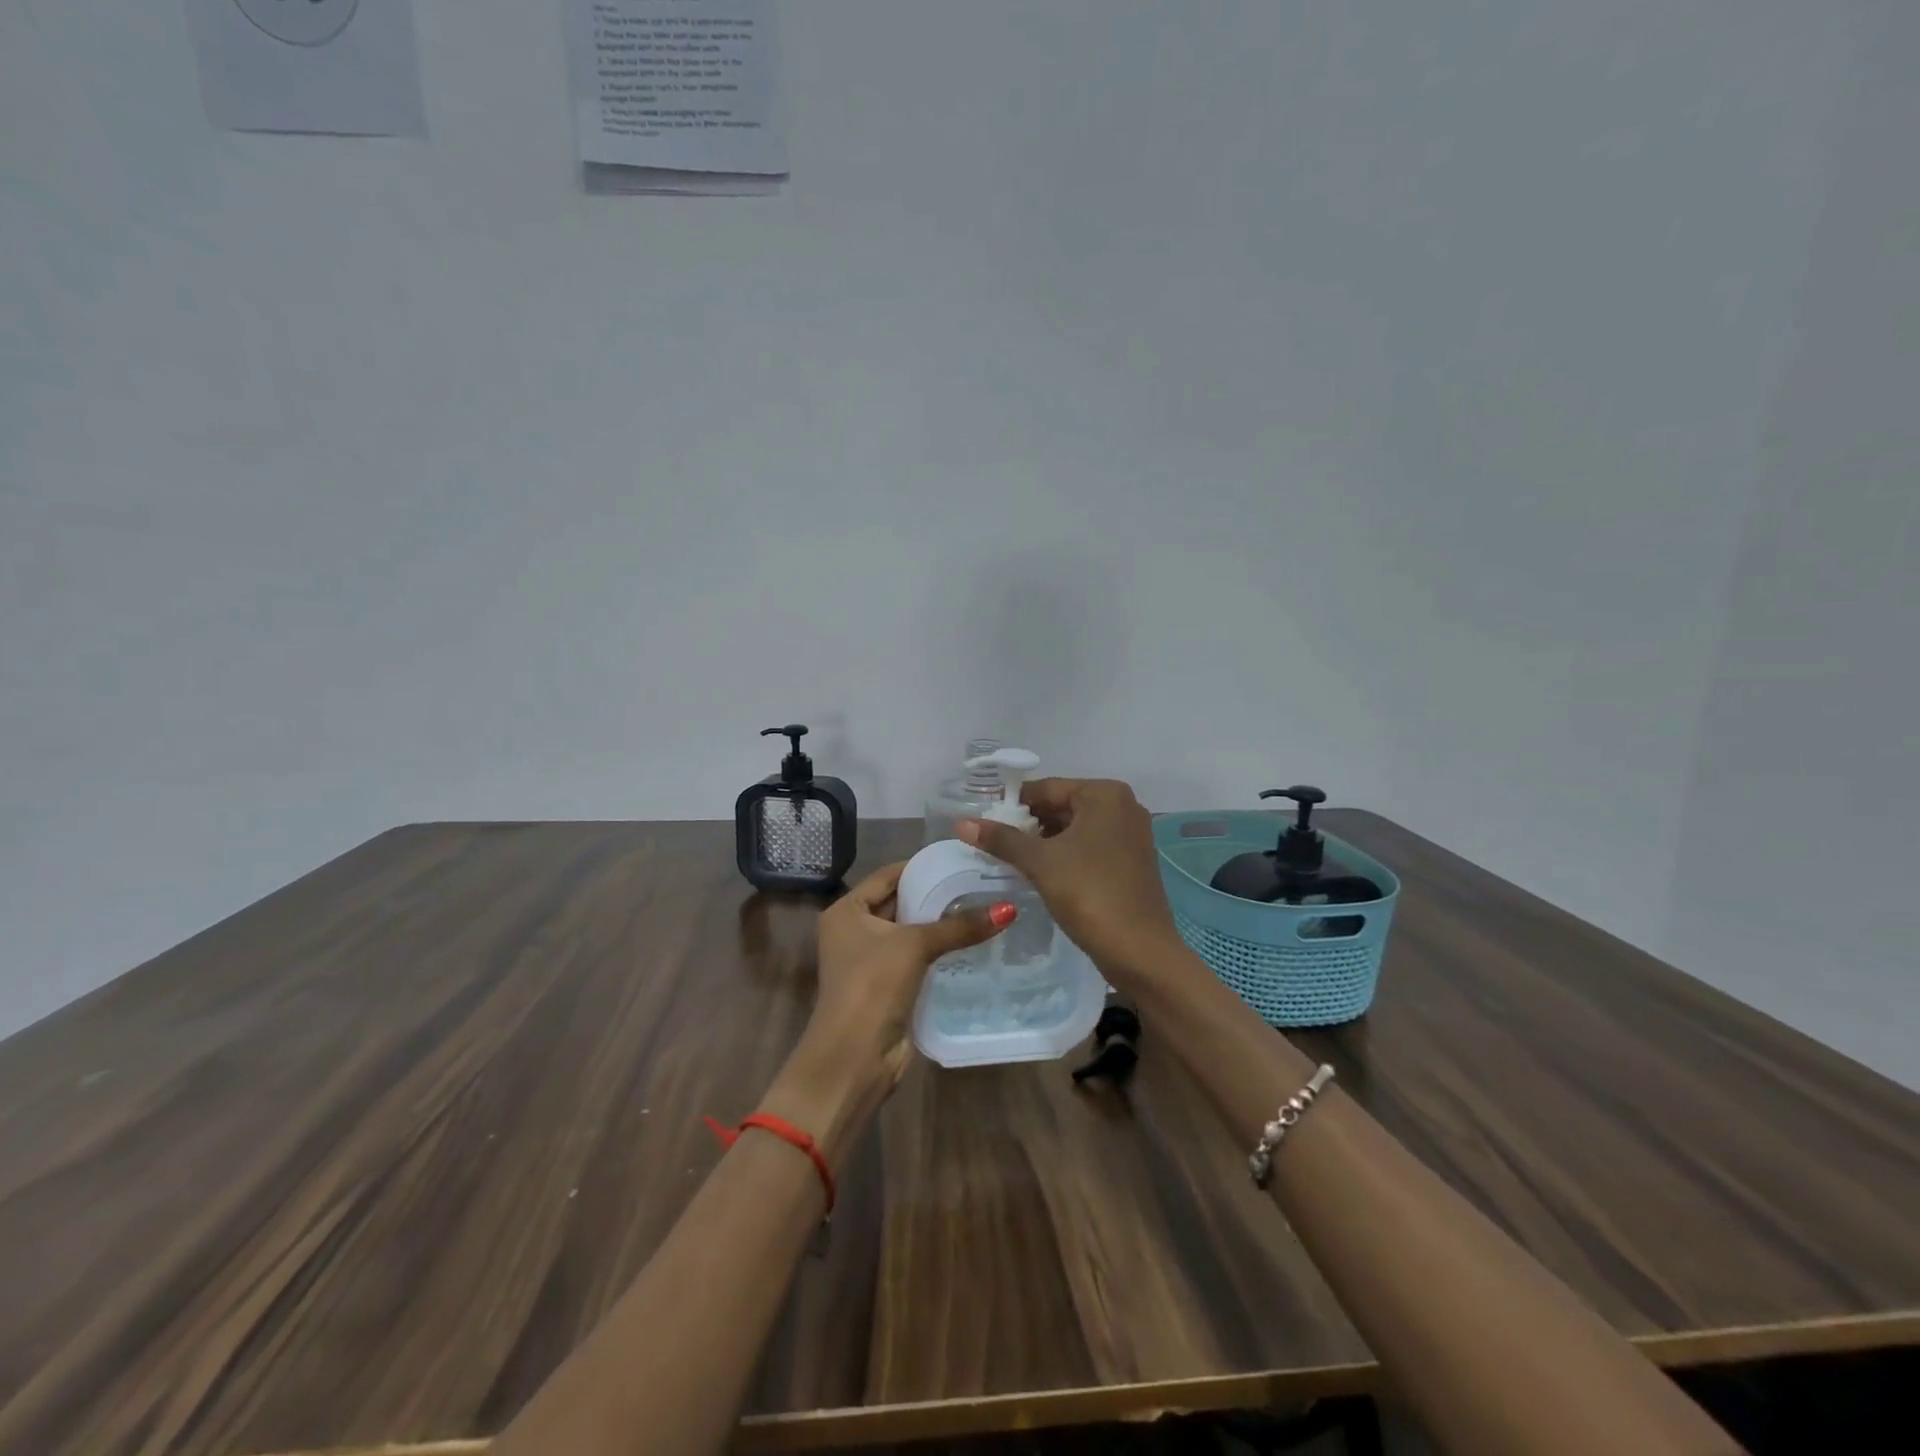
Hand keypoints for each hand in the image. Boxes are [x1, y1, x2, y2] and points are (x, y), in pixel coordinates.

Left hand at [765, 863, 1011, 1163]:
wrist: (854, 1056)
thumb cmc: (873, 985)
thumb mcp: (915, 946)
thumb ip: (959, 926)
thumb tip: (1009, 909)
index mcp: (846, 910)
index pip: (888, 875)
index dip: (922, 867)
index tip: (960, 860)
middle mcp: (853, 930)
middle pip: (899, 902)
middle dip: (935, 895)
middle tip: (979, 882)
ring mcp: (869, 959)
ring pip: (910, 932)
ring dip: (939, 924)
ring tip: (983, 907)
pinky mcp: (886, 985)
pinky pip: (916, 957)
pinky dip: (938, 949)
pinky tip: (971, 941)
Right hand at [959, 778, 1184, 993]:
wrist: (1140, 950)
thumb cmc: (1089, 894)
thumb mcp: (1040, 863)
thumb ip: (1002, 839)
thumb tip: (961, 824)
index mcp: (1105, 794)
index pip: (1047, 788)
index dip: (1012, 804)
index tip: (983, 821)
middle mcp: (1123, 806)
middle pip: (1062, 806)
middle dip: (1028, 823)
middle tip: (994, 842)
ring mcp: (1131, 835)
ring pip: (1075, 828)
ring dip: (1044, 841)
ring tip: (1011, 858)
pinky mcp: (1132, 861)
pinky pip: (1090, 846)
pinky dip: (1065, 854)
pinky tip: (1041, 872)